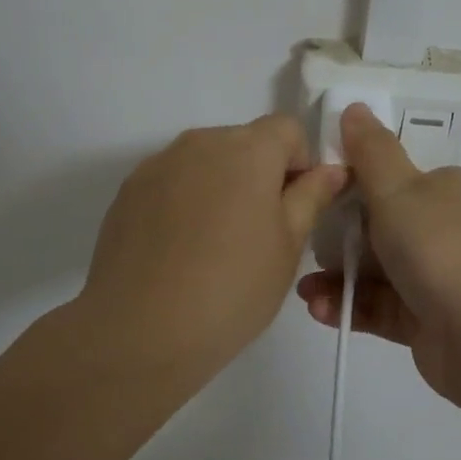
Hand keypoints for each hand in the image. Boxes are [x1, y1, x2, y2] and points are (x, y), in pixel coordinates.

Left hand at [77, 114, 346, 384]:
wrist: (139, 331)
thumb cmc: (231, 289)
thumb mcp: (288, 247)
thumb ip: (311, 197)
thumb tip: (331, 170)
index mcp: (248, 149)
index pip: (288, 128)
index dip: (301, 163)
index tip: (296, 208)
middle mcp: (200, 142)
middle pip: (244, 142)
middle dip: (260, 174)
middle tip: (259, 233)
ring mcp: (158, 164)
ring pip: (206, 162)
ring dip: (221, 187)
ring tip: (214, 246)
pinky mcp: (128, 191)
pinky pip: (172, 182)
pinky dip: (185, 202)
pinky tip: (179, 251)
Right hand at [296, 104, 460, 405]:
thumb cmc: (441, 252)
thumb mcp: (399, 191)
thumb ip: (371, 152)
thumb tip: (355, 107)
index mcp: (443, 189)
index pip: (389, 176)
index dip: (348, 182)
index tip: (311, 194)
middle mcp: (442, 228)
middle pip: (376, 224)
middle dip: (336, 236)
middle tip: (304, 244)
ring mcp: (435, 276)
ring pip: (374, 269)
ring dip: (336, 276)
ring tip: (304, 289)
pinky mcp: (425, 318)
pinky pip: (378, 305)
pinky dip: (349, 304)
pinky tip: (318, 309)